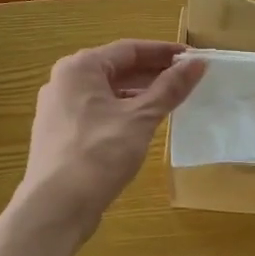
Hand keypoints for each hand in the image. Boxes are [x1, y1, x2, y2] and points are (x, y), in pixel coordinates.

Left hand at [18, 40, 205, 233]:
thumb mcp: (140, 118)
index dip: (164, 52)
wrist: (57, 206)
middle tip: (188, 80)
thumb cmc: (99, 154)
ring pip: (107, 93)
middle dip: (152, 74)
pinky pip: (98, 113)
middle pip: (116, 69)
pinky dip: (123, 113)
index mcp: (79, 68)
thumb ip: (170, 89)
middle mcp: (64, 82)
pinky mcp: (61, 135)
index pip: (129, 49)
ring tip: (171, 102)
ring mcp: (59, 110)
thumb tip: (198, 63)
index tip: (193, 59)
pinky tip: (143, 126)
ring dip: (139, 95)